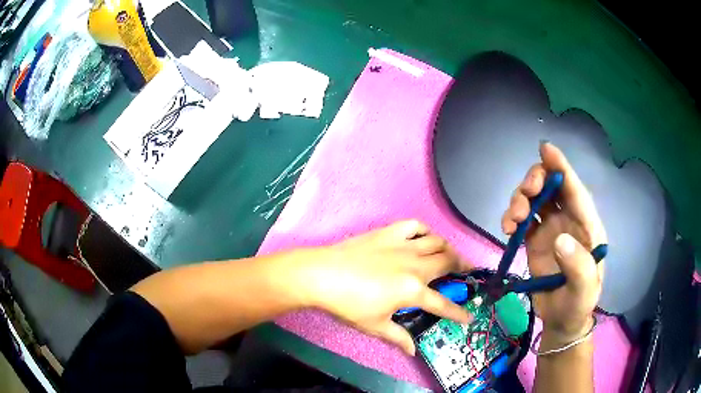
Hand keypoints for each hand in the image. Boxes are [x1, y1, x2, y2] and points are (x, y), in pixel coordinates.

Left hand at [298, 220, 472, 354]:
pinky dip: (425, 230)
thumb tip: (413, 351)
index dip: (459, 313)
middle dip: (462, 267)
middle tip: (465, 272)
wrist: (322, 275)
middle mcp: (415, 264)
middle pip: (448, 262)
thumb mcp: (375, 326)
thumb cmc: (348, 304)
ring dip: (448, 248)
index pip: (443, 304)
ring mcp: (403, 245)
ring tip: (449, 255)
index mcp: (413, 290)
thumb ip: (398, 337)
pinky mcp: (389, 232)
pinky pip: (415, 226)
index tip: (469, 317)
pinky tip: (424, 237)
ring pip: (437, 241)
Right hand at [501, 143, 606, 345]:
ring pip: (534, 198)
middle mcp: (569, 220)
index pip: (576, 190)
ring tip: (511, 221)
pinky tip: (506, 229)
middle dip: (535, 182)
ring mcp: (551, 228)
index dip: (562, 167)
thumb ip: (579, 266)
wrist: (562, 320)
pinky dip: (512, 216)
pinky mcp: (536, 239)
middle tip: (524, 198)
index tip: (546, 149)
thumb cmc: (579, 304)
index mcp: (587, 226)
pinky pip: (523, 217)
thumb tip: (560, 238)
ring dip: (520, 200)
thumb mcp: (584, 290)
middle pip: (552, 186)